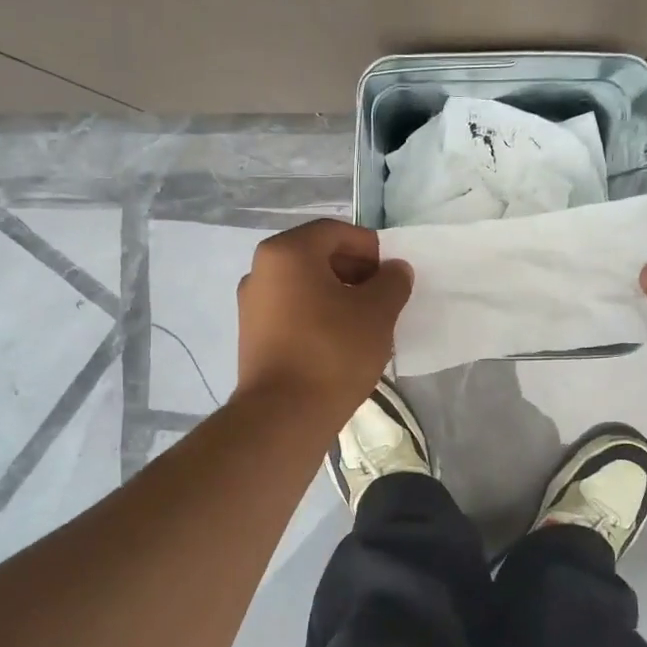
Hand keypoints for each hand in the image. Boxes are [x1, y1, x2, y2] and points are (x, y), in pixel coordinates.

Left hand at [235, 219, 411, 420]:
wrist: (284, 415)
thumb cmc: (333, 351)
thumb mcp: (377, 312)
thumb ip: (392, 282)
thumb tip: (395, 270)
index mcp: (287, 252)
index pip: (336, 231)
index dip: (370, 248)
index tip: (392, 275)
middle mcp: (261, 270)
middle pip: (317, 256)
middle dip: (355, 272)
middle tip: (383, 298)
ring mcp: (251, 304)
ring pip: (304, 286)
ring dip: (338, 295)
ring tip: (365, 323)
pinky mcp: (252, 335)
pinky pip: (292, 311)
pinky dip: (318, 316)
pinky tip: (340, 342)